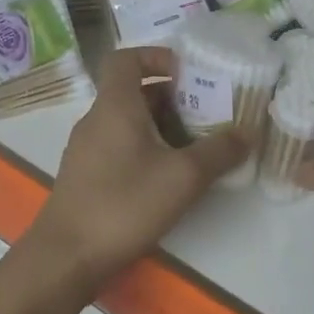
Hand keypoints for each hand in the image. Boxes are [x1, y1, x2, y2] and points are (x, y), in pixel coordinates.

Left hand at [30, 45, 246, 288]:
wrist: (65, 258)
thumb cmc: (124, 205)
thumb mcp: (183, 177)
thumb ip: (219, 152)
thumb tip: (248, 133)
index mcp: (115, 105)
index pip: (126, 58)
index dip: (157, 56)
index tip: (188, 73)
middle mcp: (96, 119)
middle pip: (133, 90)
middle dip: (172, 97)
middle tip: (206, 113)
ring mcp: (87, 149)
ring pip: (128, 121)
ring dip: (161, 125)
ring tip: (195, 145)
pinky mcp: (86, 175)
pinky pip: (119, 145)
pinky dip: (145, 148)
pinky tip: (168, 177)